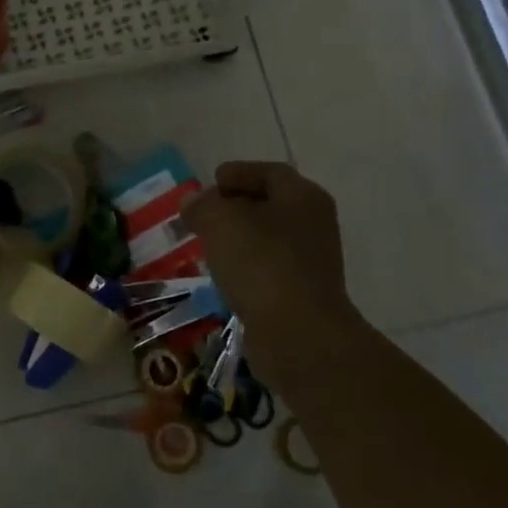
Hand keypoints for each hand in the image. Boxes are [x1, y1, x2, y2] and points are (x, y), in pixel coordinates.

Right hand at [183, 161, 362, 390]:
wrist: (298, 334)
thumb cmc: (261, 264)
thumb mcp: (220, 222)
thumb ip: (203, 205)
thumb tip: (193, 202)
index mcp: (303, 196)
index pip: (269, 172)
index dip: (238, 172)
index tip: (211, 181)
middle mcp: (314, 224)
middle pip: (270, 204)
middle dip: (234, 207)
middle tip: (202, 214)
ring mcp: (311, 262)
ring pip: (268, 239)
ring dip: (238, 239)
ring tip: (207, 244)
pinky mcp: (302, 293)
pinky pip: (268, 269)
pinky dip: (246, 266)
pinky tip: (223, 275)